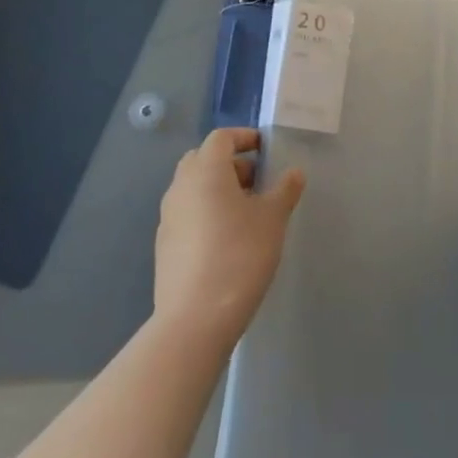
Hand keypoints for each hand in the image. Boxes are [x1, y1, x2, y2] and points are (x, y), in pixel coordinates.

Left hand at [154, 127, 304, 347]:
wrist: (195, 320)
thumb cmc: (239, 255)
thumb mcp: (273, 219)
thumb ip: (285, 190)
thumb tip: (294, 172)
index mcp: (205, 170)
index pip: (222, 138)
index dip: (244, 138)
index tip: (265, 149)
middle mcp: (181, 187)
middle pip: (203, 160)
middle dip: (230, 164)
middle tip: (257, 182)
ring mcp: (168, 217)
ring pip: (194, 188)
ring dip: (218, 189)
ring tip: (246, 213)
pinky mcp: (164, 246)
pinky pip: (187, 214)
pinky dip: (206, 213)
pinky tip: (226, 240)